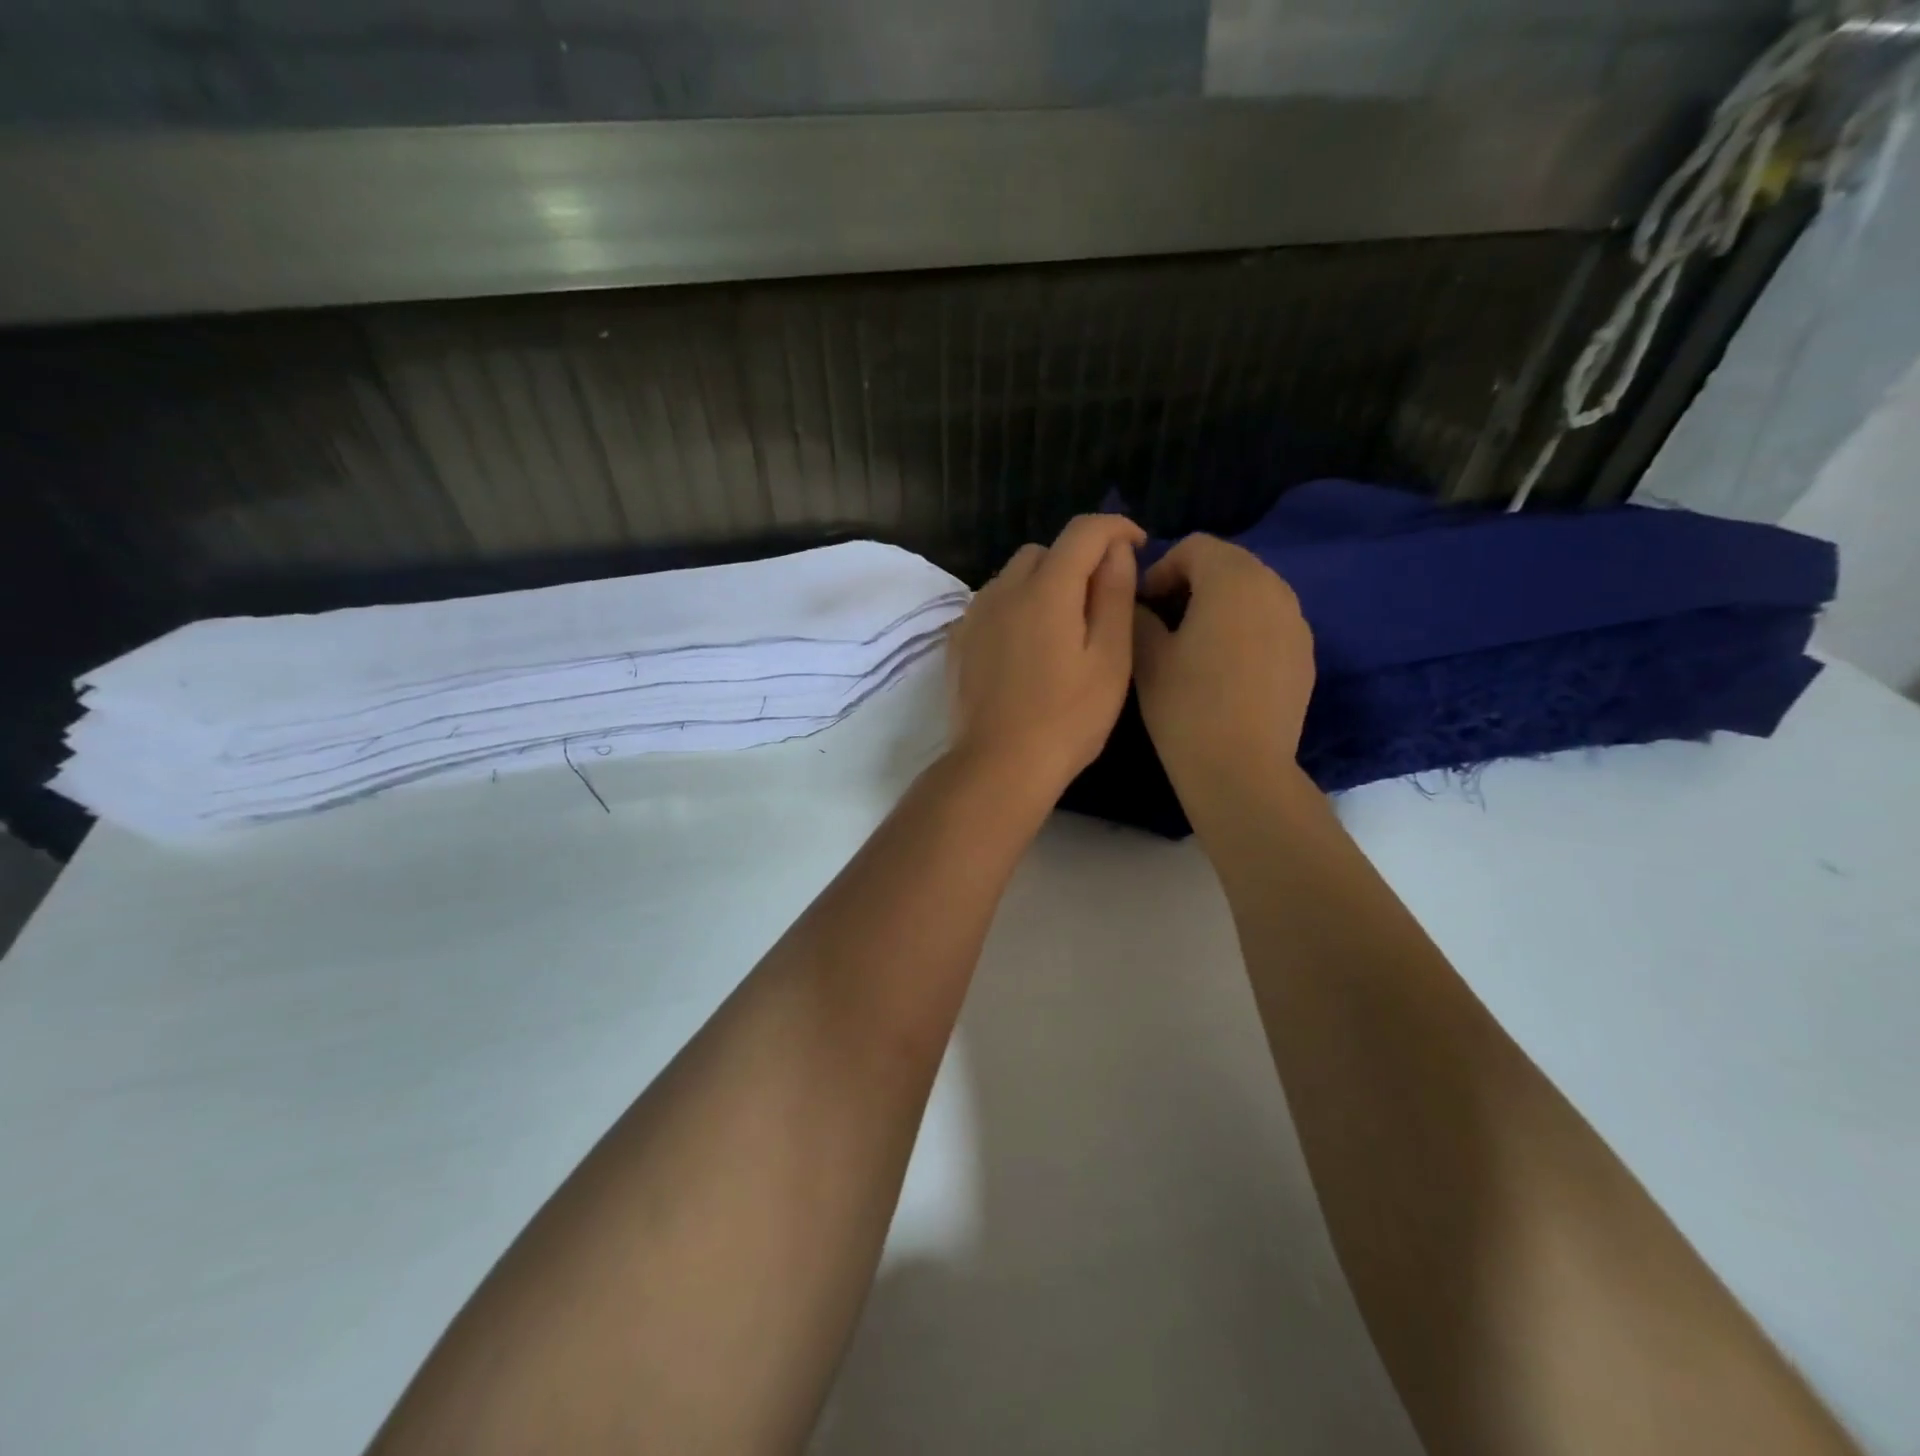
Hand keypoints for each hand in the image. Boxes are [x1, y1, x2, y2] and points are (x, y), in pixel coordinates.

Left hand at [947, 514, 1144, 802]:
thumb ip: (1115, 595)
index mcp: (1046, 589)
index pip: (1083, 531)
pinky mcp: (958, 641)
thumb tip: (1116, 551)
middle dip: (1077, 561)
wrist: (998, 766)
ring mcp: (974, 615)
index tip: (1136, 546)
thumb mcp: (1110, 659)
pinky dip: (1015, 609)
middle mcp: (1003, 589)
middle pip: (1045, 552)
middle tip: (1099, 603)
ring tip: (1062, 630)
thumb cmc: (1067, 718)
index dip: (1115, 528)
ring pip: (1014, 577)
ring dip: (1042, 585)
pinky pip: (992, 605)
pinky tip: (1026, 649)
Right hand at [1132, 534, 1314, 789]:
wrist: (1241, 768)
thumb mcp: (1147, 657)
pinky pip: (1271, 622)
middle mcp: (1274, 588)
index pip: (1194, 547)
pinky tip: (1225, 668)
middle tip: (1164, 620)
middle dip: (1192, 582)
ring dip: (1220, 604)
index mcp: (1232, 579)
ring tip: (1194, 644)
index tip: (1143, 605)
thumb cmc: (1186, 707)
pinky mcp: (1306, 653)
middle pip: (1228, 564)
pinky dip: (1245, 628)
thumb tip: (1139, 604)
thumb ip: (1139, 615)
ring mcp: (1297, 621)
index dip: (1161, 569)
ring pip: (1253, 592)